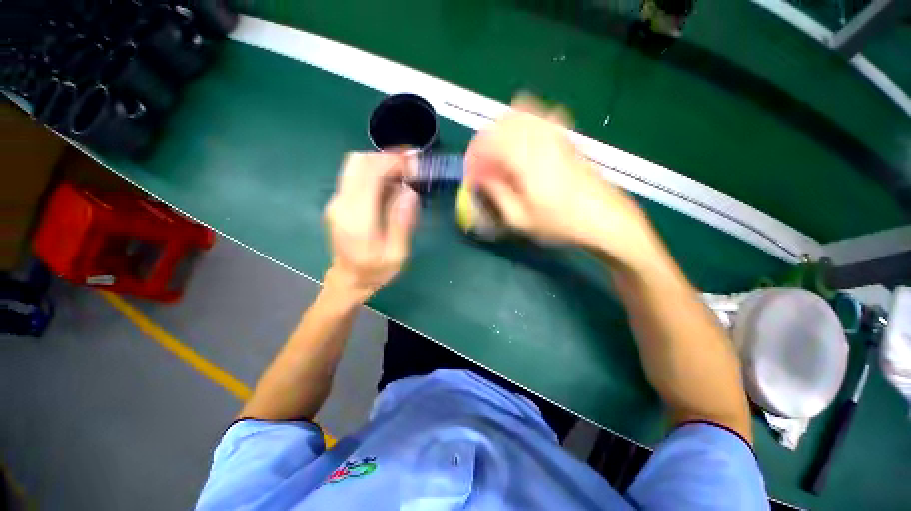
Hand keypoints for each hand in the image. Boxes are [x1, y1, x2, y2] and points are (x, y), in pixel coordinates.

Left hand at [324, 152, 418, 302]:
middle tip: (409, 167)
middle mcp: (341, 203)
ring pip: (355, 165)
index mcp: (357, 217)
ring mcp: (336, 201)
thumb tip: (409, 192)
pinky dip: (374, 172)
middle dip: (386, 157)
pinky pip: (354, 176)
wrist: (348, 280)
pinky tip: (390, 185)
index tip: (414, 164)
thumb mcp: (396, 254)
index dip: (392, 162)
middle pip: (358, 161)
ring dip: (380, 163)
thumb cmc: (375, 271)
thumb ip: (401, 222)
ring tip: (403, 174)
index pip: (370, 173)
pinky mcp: (338, 202)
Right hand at [465, 95, 658, 266]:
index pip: (491, 143)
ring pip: (523, 114)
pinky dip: (527, 119)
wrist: (604, 217)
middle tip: (484, 160)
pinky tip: (525, 134)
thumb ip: (498, 194)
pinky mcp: (568, 138)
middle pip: (505, 122)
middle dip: (488, 139)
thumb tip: (482, 178)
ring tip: (499, 148)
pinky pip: (544, 116)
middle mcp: (540, 140)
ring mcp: (557, 135)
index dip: (476, 155)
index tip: (472, 172)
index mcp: (525, 160)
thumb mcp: (521, 218)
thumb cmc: (560, 222)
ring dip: (505, 128)